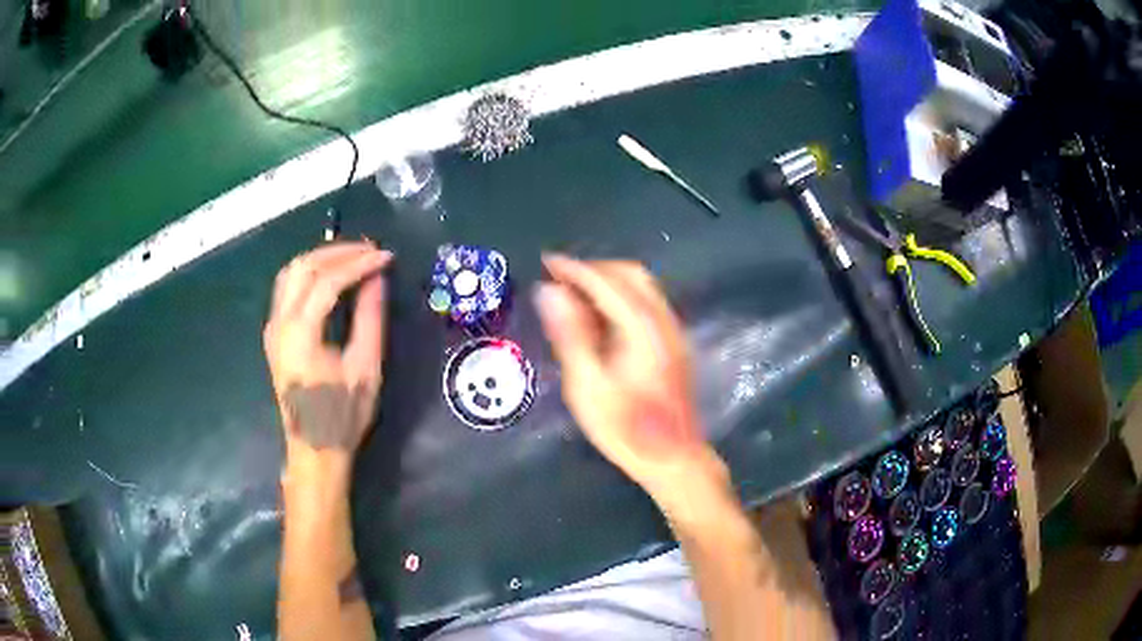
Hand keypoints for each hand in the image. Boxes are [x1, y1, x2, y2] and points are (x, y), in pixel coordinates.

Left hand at [264, 242, 392, 474]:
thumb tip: (377, 278)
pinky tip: (331, 276)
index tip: (386, 257)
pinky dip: (309, 273)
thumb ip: (370, 318)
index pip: (327, 280)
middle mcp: (279, 323)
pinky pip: (287, 288)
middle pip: (304, 267)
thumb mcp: (365, 368)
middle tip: (370, 250)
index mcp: (300, 333)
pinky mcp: (274, 334)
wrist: (314, 449)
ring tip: (353, 258)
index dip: (358, 263)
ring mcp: (272, 327)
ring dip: (321, 258)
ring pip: (291, 273)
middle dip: (338, 252)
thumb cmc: (342, 415)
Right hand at [534, 255, 729, 513]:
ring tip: (575, 295)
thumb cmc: (625, 429)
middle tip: (560, 279)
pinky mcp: (674, 343)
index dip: (574, 268)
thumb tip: (549, 291)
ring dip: (608, 281)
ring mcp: (673, 331)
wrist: (674, 458)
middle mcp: (662, 320)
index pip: (606, 281)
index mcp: (641, 328)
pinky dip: (621, 297)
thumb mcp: (587, 385)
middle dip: (594, 269)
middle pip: (631, 274)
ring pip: (642, 286)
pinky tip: (601, 317)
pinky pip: (647, 303)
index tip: (546, 261)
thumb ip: (570, 334)